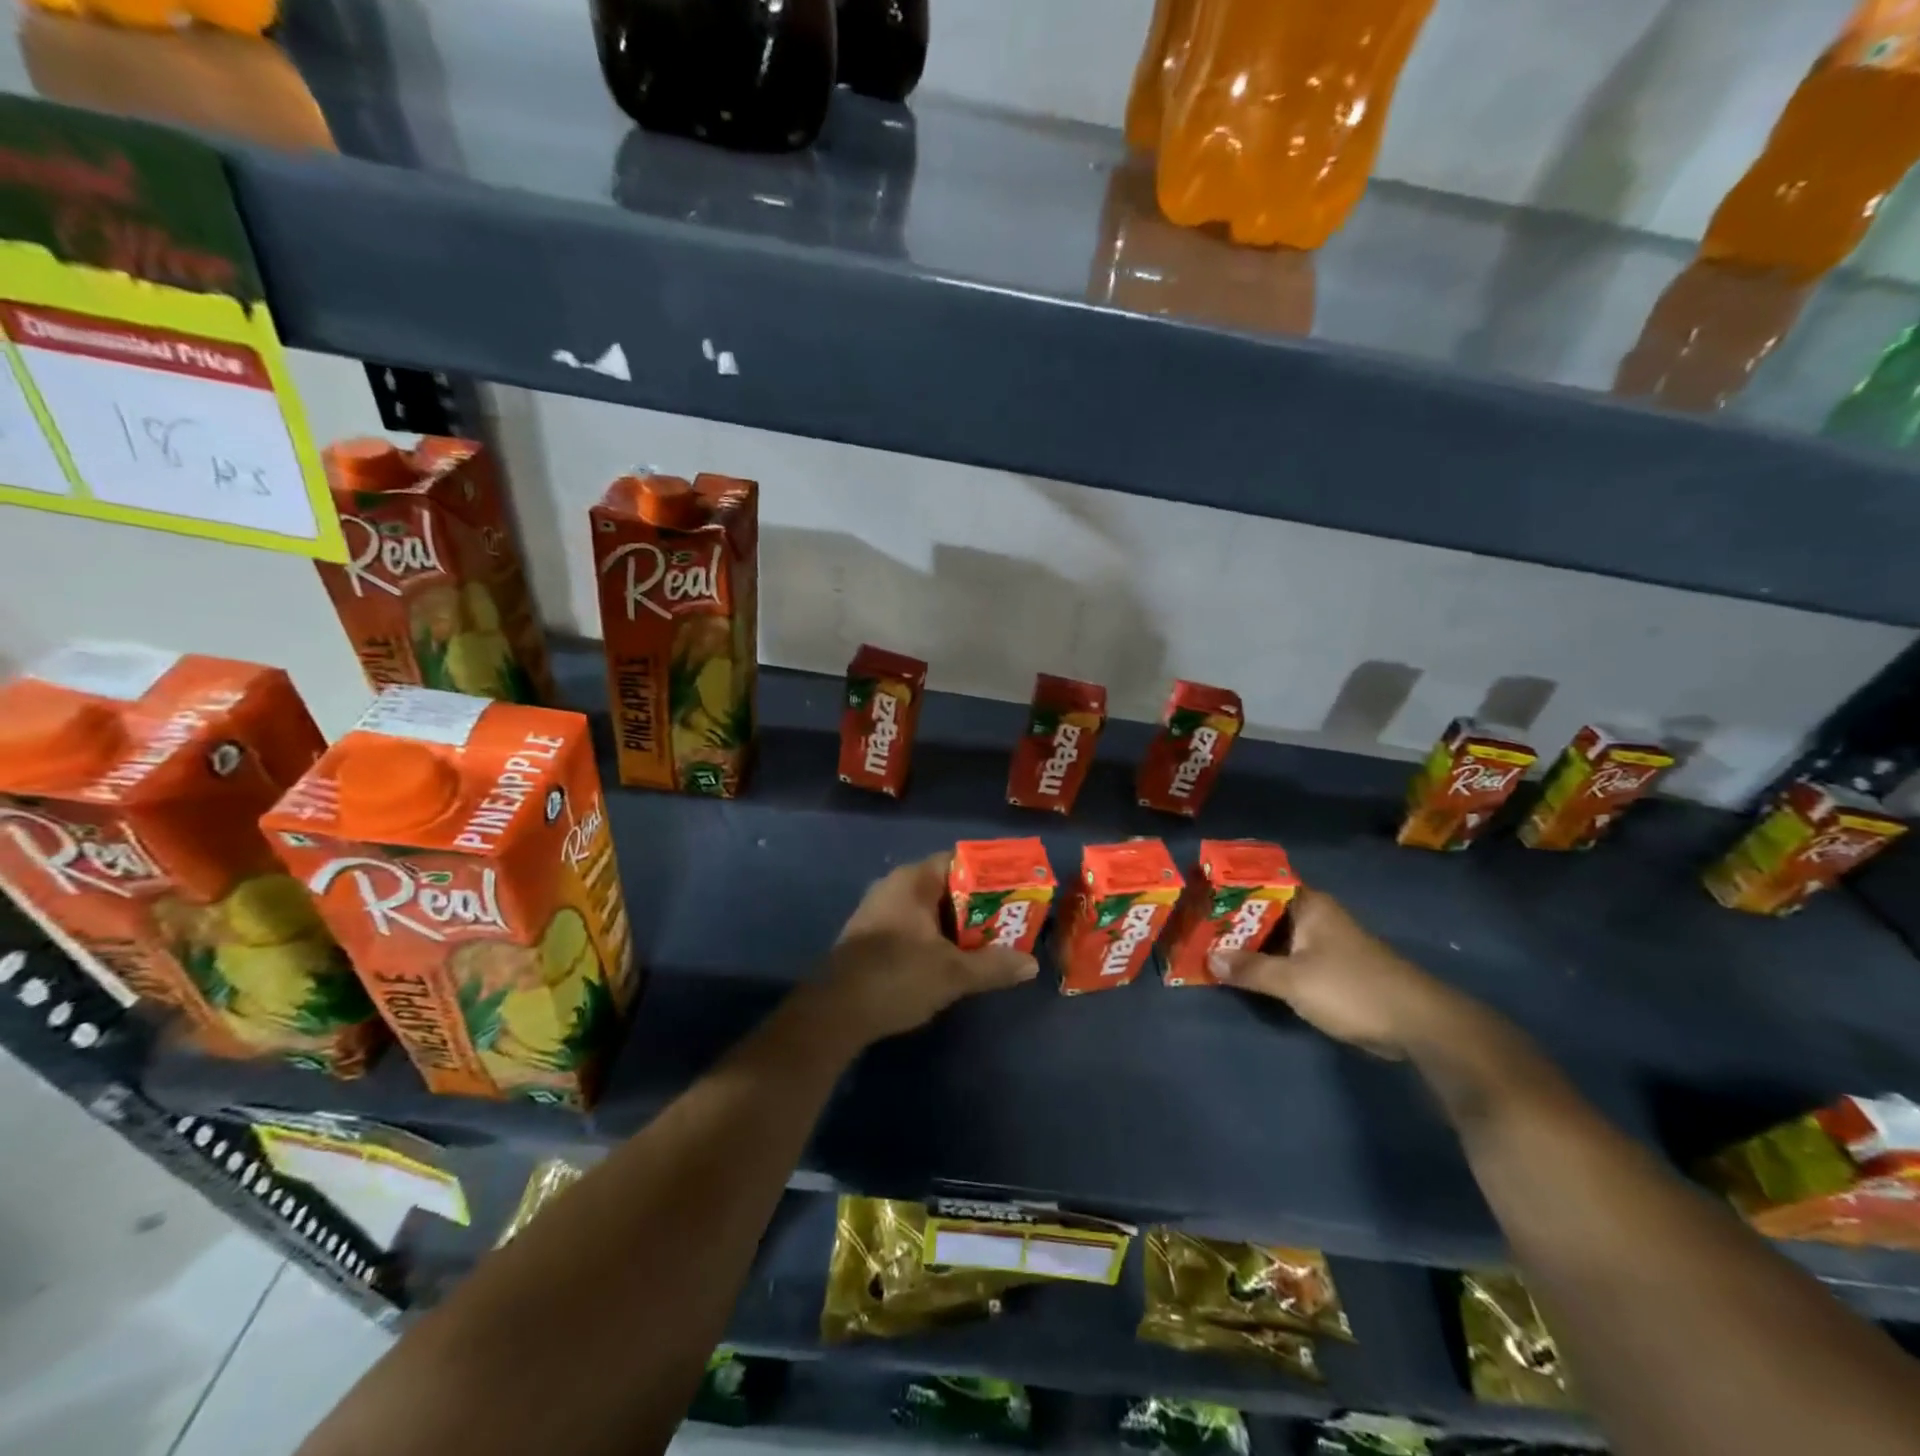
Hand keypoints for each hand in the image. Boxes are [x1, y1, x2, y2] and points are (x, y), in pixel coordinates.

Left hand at [819, 852, 1038, 1045]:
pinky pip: (914, 927)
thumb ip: (994, 965)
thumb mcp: (952, 973)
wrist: (833, 1013)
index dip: (990, 873)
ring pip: (930, 910)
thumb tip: (1031, 964)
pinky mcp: (872, 938)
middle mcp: (894, 887)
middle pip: (947, 886)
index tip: (1016, 891)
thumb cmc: (896, 977)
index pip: (959, 861)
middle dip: (979, 904)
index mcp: (912, 880)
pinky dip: (937, 938)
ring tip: (991, 944)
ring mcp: (879, 912)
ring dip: (958, 926)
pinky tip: (953, 961)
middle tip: (1011, 922)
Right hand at [1208, 888, 1455, 1058]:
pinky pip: (1287, 957)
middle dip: (1231, 920)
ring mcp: (1324, 942)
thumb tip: (1208, 959)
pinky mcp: (1330, 968)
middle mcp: (1315, 916)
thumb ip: (1250, 969)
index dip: (1228, 888)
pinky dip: (1265, 962)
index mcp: (1309, 905)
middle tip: (1192, 925)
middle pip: (1264, 910)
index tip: (1196, 894)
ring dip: (1247, 944)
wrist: (1418, 1025)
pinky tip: (1240, 972)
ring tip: (1206, 947)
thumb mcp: (1294, 980)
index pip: (1260, 883)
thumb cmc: (1352, 988)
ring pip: (1274, 936)